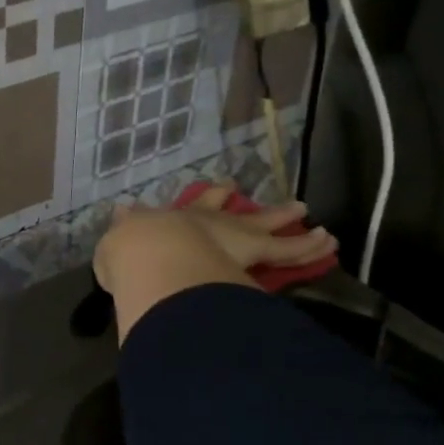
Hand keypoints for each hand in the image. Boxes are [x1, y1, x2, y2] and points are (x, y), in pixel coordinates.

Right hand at [96, 184, 334, 288]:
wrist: (152, 255)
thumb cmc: (130, 253)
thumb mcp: (115, 243)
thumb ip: (122, 228)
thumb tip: (120, 212)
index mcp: (172, 220)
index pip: (190, 207)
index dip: (204, 199)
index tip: (217, 189)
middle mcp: (205, 221)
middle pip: (227, 209)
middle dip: (237, 201)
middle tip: (242, 191)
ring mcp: (233, 233)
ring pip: (266, 224)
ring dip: (284, 217)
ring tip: (305, 211)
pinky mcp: (256, 250)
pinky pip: (290, 249)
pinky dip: (309, 246)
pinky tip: (328, 241)